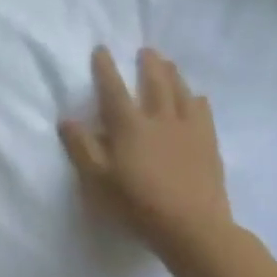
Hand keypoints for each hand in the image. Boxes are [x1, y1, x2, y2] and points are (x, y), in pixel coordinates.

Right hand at [60, 47, 234, 256]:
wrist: (192, 226)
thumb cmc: (136, 204)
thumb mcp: (97, 180)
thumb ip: (82, 147)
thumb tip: (67, 119)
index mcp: (129, 126)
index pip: (114, 90)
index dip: (105, 69)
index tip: (101, 49)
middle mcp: (160, 119)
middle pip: (155, 83)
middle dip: (148, 64)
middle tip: (146, 50)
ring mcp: (189, 130)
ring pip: (181, 93)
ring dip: (173, 75)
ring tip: (169, 64)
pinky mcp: (209, 144)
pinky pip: (203, 113)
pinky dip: (197, 100)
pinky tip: (197, 98)